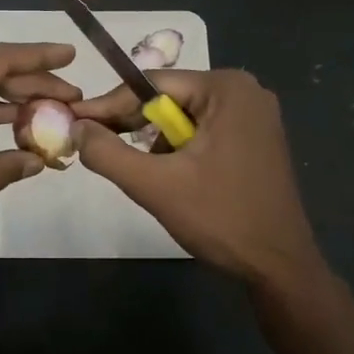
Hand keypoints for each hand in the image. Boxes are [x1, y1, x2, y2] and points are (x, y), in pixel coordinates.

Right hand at [71, 69, 324, 288]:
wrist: (280, 268)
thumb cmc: (221, 219)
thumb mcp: (155, 185)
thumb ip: (108, 152)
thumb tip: (76, 127)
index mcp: (226, 88)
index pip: (152, 84)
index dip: (109, 104)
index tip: (74, 118)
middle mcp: (245, 92)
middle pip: (169, 99)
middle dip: (132, 124)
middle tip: (93, 144)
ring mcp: (255, 117)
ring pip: (183, 118)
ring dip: (155, 142)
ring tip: (135, 169)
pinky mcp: (256, 141)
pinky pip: (203, 132)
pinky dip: (179, 151)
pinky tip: (169, 177)